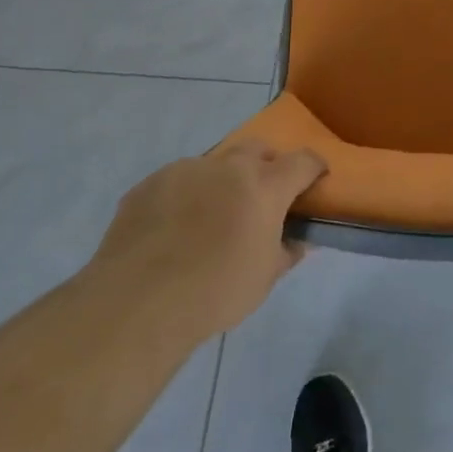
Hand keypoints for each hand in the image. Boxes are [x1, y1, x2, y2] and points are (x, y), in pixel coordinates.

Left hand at [89, 141, 326, 336]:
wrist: (137, 302)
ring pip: (214, 165)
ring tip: (210, 218)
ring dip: (221, 181)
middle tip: (262, 195)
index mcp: (265, 185)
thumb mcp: (265, 278)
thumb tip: (295, 240)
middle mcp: (228, 167)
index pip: (303, 161)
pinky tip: (173, 230)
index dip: (314, 168)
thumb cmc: (216, 291)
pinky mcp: (149, 184)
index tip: (316, 179)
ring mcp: (185, 170)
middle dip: (266, 164)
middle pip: (257, 149)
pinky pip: (177, 182)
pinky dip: (185, 197)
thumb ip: (286, 251)